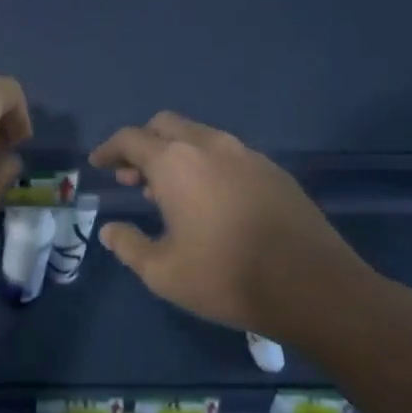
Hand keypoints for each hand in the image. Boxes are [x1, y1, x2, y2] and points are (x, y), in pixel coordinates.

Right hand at [89, 112, 390, 345]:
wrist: (313, 287)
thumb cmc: (226, 277)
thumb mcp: (162, 272)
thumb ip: (128, 245)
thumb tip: (110, 230)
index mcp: (175, 163)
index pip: (130, 139)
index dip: (109, 150)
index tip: (98, 164)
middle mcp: (209, 145)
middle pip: (165, 125)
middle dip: (142, 144)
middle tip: (131, 177)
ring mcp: (246, 154)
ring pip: (198, 137)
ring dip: (175, 154)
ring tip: (167, 191)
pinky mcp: (274, 171)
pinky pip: (227, 154)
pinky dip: (206, 164)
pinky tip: (209, 199)